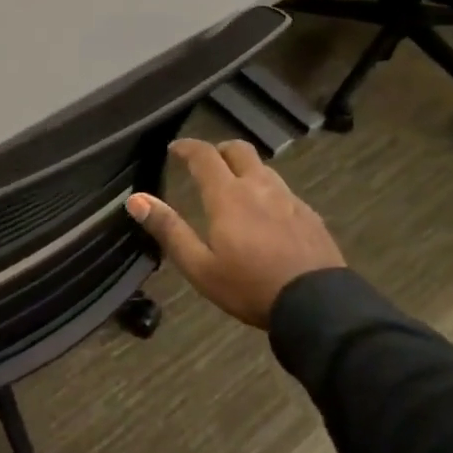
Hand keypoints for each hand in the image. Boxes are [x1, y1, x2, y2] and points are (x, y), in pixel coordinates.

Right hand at [125, 139, 344, 328]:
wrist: (317, 304)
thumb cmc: (249, 286)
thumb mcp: (199, 266)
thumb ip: (168, 229)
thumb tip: (136, 199)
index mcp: (228, 196)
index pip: (204, 155)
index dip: (187, 147)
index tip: (175, 148)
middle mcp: (259, 187)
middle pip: (239, 150)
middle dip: (219, 150)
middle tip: (206, 164)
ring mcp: (289, 198)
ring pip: (263, 168)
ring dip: (244, 169)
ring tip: (234, 189)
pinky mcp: (310, 214)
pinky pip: (283, 190)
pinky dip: (266, 191)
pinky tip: (265, 215)